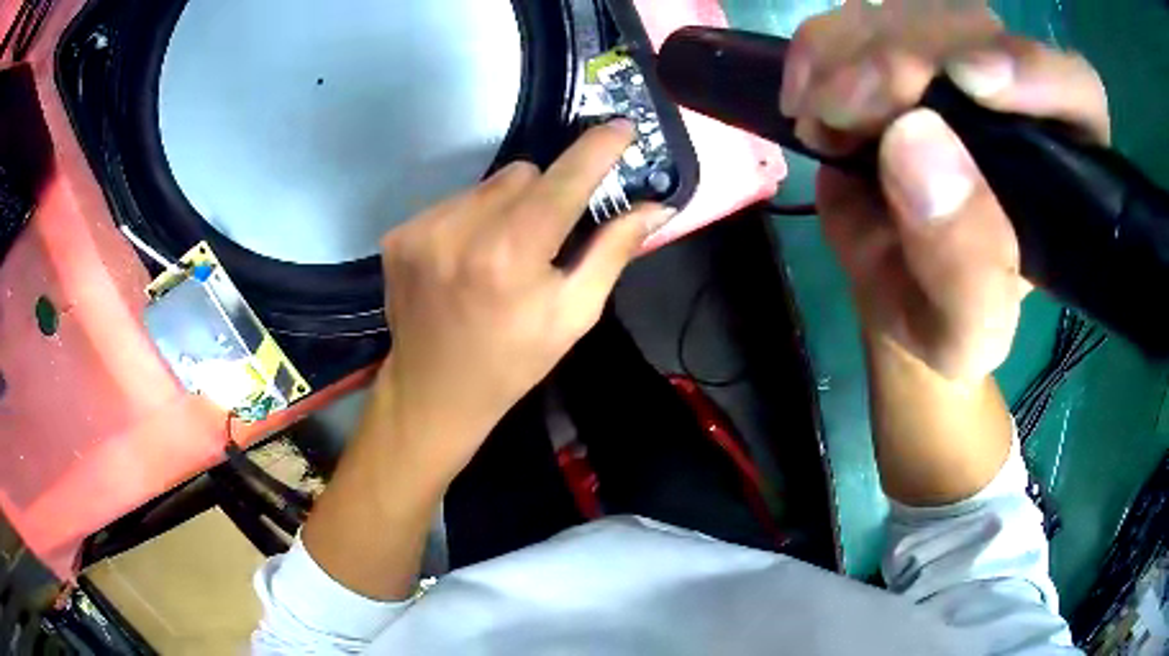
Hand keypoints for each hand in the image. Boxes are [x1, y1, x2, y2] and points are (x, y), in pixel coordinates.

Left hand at [373, 121, 673, 486]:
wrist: (433, 392)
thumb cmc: (514, 361)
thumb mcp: (574, 315)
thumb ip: (613, 252)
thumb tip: (655, 208)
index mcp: (511, 255)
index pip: (564, 180)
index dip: (597, 149)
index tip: (622, 127)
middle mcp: (461, 231)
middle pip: (523, 174)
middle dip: (545, 195)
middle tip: (544, 238)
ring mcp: (421, 229)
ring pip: (487, 184)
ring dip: (506, 205)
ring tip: (501, 252)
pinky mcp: (399, 233)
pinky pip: (453, 200)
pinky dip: (471, 218)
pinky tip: (467, 257)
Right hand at [782, 2, 1108, 380]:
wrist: (893, 283)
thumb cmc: (943, 317)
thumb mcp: (961, 333)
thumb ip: (965, 271)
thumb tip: (913, 141)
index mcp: (1062, 169)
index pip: (1077, 91)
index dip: (1034, 69)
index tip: (969, 82)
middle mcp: (1017, 99)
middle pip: (976, 28)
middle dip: (906, 58)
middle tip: (848, 110)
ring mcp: (953, 63)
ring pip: (911, 11)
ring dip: (851, 51)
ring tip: (823, 119)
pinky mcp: (897, 49)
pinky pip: (855, 16)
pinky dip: (819, 49)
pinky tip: (807, 99)